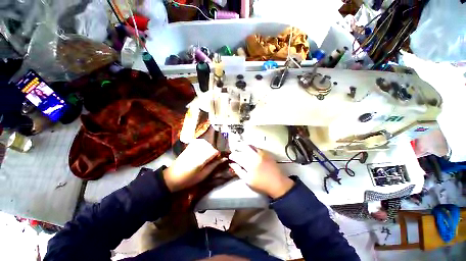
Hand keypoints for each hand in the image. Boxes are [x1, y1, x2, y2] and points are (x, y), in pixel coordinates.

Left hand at [163, 139, 225, 191]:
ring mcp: (192, 147)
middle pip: (211, 146)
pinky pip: (200, 141)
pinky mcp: (189, 146)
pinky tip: (203, 150)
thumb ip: (214, 165)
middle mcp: (197, 150)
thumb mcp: (203, 175)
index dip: (218, 155)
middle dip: (214, 152)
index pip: (215, 151)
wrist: (171, 177)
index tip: (217, 160)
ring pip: (206, 143)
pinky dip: (204, 145)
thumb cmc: (188, 179)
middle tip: (212, 159)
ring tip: (207, 155)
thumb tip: (224, 159)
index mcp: (200, 159)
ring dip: (209, 148)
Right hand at [229, 145, 293, 198]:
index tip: (231, 157)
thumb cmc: (261, 184)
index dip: (232, 155)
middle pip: (243, 147)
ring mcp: (261, 153)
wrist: (278, 183)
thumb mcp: (247, 180)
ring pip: (250, 145)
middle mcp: (255, 156)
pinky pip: (256, 147)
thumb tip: (232, 164)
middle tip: (235, 151)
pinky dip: (251, 148)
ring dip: (244, 146)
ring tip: (241, 149)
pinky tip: (250, 151)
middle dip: (237, 147)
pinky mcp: (266, 153)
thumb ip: (238, 171)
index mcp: (249, 163)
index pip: (237, 156)